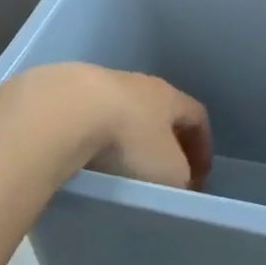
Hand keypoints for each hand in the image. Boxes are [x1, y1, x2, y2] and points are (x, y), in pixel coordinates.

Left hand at [0, 63, 211, 190]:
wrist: (63, 112)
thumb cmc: (128, 141)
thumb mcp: (169, 172)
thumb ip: (181, 177)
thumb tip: (177, 181)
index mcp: (168, 96)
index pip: (197, 116)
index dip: (202, 147)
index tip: (199, 178)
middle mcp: (137, 83)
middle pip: (158, 111)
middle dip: (162, 141)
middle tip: (159, 174)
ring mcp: (97, 84)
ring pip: (120, 112)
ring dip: (123, 138)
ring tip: (115, 168)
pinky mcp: (63, 94)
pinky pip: (86, 118)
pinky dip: (90, 138)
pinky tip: (82, 160)